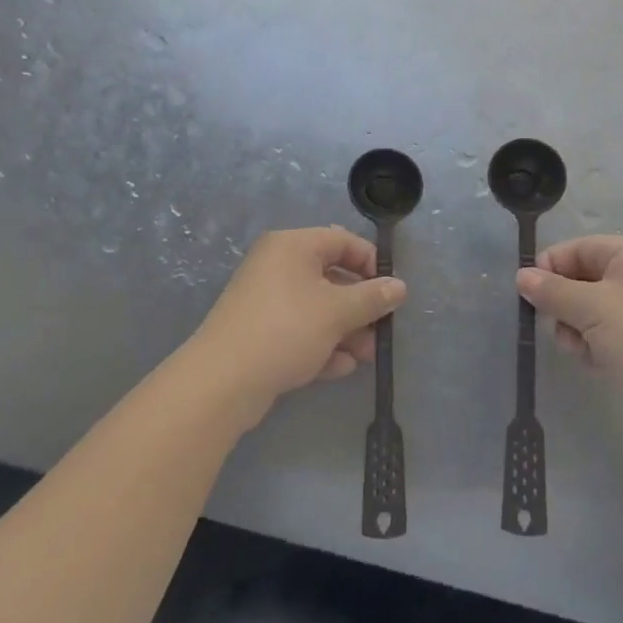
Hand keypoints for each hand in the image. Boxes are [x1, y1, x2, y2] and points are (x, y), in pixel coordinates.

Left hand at [191, 227, 405, 421]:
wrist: (222, 382)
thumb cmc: (286, 330)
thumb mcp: (337, 312)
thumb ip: (372, 298)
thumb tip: (399, 287)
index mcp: (293, 246)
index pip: (342, 240)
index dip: (371, 263)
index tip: (390, 291)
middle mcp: (277, 265)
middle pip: (331, 277)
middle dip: (359, 306)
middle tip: (380, 331)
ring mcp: (266, 300)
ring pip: (317, 308)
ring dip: (344, 330)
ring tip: (363, 357)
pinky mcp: (259, 332)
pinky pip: (299, 330)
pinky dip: (320, 344)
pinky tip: (338, 368)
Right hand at [518, 236, 622, 462]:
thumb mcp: (591, 307)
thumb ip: (552, 291)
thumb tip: (521, 276)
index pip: (577, 248)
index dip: (550, 267)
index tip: (527, 294)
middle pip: (582, 281)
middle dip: (564, 305)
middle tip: (560, 328)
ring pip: (590, 314)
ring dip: (578, 332)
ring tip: (584, 352)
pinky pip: (606, 339)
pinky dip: (596, 350)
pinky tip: (600, 367)